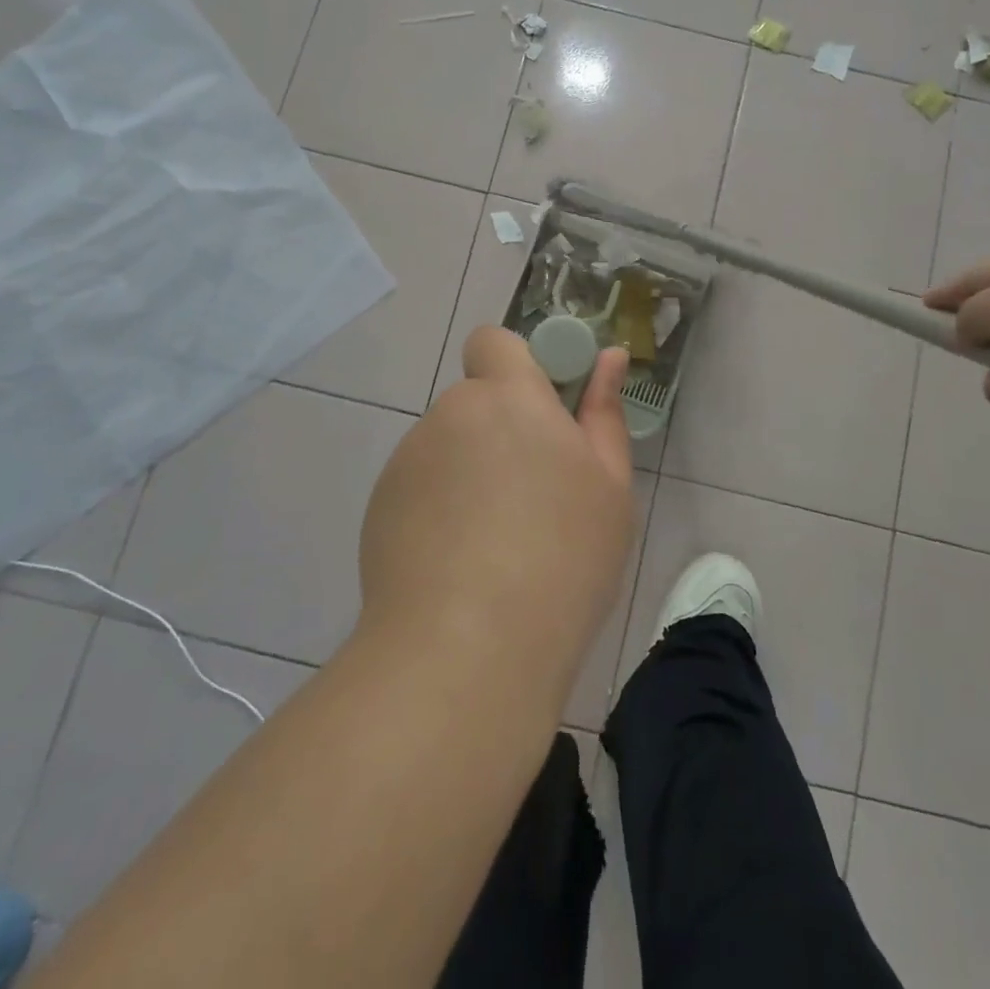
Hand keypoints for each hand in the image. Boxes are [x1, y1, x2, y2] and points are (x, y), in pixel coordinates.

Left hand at [356, 326, 634, 693]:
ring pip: (449, 446)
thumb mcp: (609, 486)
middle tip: (534, 494)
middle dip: (501, 430)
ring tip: (497, 543)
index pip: (494, 341)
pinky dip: (439, 507)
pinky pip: (421, 486)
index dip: (516, 364)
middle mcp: (450, 414)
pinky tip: (459, 564)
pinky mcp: (379, 506)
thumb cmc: (562, 558)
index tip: (544, 410)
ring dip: (471, 470)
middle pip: (476, 402)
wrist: (467, 649)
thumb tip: (609, 357)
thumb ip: (604, 412)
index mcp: (509, 398)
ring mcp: (408, 461)